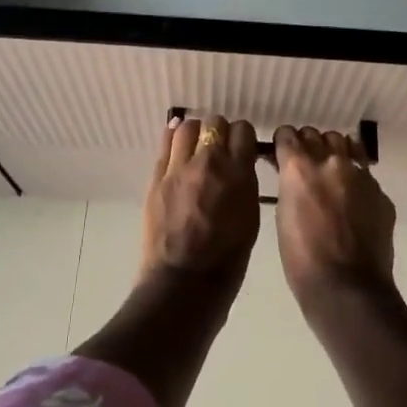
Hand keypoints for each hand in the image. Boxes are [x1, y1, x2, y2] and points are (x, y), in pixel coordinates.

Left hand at [140, 115, 261, 286]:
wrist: (183, 283)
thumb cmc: (226, 260)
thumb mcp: (250, 218)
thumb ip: (245, 185)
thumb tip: (239, 167)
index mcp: (239, 174)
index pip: (243, 131)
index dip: (243, 137)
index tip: (241, 147)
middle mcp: (209, 162)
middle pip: (215, 123)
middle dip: (219, 132)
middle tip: (219, 148)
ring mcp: (179, 168)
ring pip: (187, 127)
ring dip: (195, 133)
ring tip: (196, 147)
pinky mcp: (157, 178)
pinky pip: (166, 144)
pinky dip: (173, 140)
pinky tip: (177, 147)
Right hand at [272, 125, 395, 308]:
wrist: (348, 288)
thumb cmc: (302, 259)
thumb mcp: (283, 216)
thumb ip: (290, 186)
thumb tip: (292, 174)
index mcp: (299, 168)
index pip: (287, 134)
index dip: (284, 143)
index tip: (282, 153)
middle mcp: (330, 162)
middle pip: (316, 134)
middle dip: (308, 145)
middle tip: (305, 165)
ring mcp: (360, 175)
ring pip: (344, 144)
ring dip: (333, 152)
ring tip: (330, 172)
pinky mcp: (380, 192)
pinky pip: (364, 172)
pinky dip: (355, 177)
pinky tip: (352, 199)